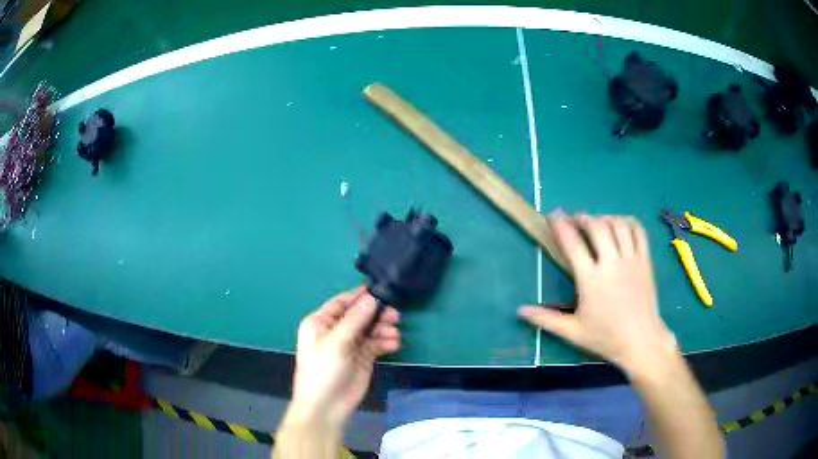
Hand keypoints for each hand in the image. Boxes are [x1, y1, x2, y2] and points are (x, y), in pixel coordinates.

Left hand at [288, 286, 400, 427]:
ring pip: (370, 330)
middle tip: (394, 315)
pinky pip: (376, 344)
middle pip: (359, 316)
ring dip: (383, 329)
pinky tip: (394, 344)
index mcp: (320, 323)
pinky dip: (385, 342)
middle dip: (376, 314)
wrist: (326, 406)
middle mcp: (335, 331)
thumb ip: (355, 319)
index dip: (359, 297)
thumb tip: (371, 298)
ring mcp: (350, 345)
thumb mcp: (336, 342)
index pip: (341, 303)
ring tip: (394, 333)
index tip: (379, 290)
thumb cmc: (323, 370)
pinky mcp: (362, 358)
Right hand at [519, 212, 677, 374]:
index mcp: (591, 280)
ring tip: (596, 222)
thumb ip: (546, 319)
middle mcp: (611, 264)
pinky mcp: (645, 261)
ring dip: (604, 218)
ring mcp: (631, 260)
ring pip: (618, 225)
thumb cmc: (606, 338)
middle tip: (574, 219)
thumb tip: (520, 311)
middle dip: (582, 217)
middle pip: (597, 227)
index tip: (554, 215)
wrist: (641, 341)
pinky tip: (620, 225)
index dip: (561, 225)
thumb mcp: (573, 332)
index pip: (573, 244)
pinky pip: (638, 231)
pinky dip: (628, 222)